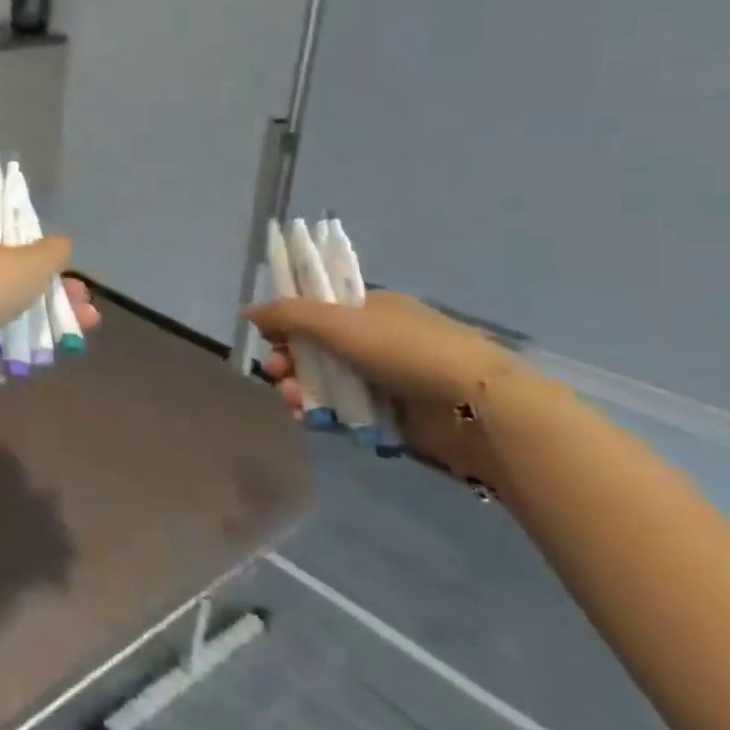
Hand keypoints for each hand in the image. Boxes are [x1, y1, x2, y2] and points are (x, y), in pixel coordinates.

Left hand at [0, 221, 98, 343]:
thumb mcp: (31, 261)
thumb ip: (53, 251)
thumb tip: (61, 246)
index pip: (4, 235)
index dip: (38, 253)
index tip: (65, 272)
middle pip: (9, 273)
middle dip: (51, 290)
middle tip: (83, 305)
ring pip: (2, 303)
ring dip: (42, 315)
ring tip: (80, 328)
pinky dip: (16, 335)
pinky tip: (45, 349)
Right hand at [247, 291, 517, 483]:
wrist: (480, 407)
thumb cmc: (405, 351)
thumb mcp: (338, 322)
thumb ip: (288, 314)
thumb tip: (248, 311)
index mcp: (370, 308)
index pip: (316, 310)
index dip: (287, 323)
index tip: (269, 339)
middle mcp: (377, 339)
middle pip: (316, 347)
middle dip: (289, 360)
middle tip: (275, 374)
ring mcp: (386, 377)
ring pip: (327, 380)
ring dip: (301, 389)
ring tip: (293, 403)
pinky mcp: (394, 413)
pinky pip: (346, 410)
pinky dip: (324, 413)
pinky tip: (310, 420)